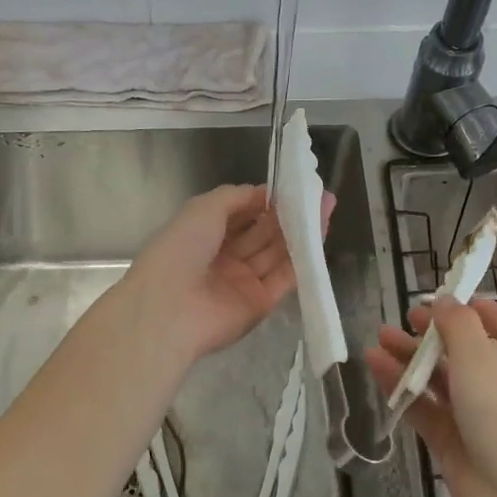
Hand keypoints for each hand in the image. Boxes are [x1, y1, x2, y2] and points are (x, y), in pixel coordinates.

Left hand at [122, 184, 333, 363]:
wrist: (170, 308)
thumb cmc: (181, 249)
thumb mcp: (203, 208)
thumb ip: (236, 197)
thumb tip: (264, 193)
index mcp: (203, 235)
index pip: (241, 214)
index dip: (265, 201)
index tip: (292, 187)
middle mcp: (223, 258)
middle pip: (262, 233)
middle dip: (288, 214)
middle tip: (318, 196)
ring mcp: (242, 282)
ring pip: (276, 253)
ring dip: (300, 232)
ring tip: (326, 208)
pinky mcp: (260, 304)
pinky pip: (284, 277)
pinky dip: (302, 258)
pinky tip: (320, 235)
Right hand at [364, 298, 496, 496]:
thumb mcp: (481, 355)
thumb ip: (457, 323)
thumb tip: (445, 300)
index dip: (470, 309)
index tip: (438, 298)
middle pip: (462, 350)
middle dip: (430, 334)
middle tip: (401, 320)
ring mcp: (475, 414)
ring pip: (438, 378)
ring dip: (410, 359)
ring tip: (377, 339)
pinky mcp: (452, 440)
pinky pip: (423, 407)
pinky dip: (402, 388)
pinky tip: (375, 368)